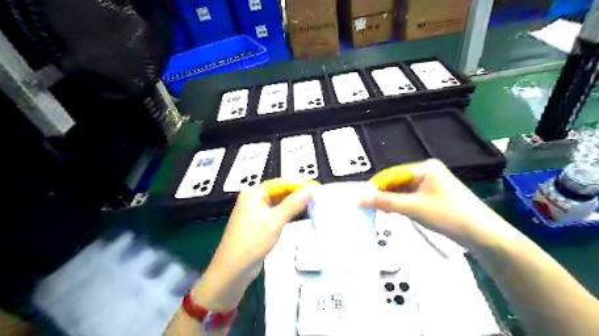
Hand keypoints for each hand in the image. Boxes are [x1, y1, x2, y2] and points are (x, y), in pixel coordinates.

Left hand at [194, 178, 317, 309]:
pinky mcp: (260, 222)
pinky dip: (288, 212)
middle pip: (280, 191)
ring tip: (314, 203)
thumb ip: (293, 203)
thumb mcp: (275, 221)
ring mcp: (256, 210)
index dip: (300, 185)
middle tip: (318, 196)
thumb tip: (311, 189)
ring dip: (294, 203)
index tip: (317, 188)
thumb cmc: (252, 242)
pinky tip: (302, 212)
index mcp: (254, 192)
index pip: (281, 183)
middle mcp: (254, 198)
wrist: (233, 270)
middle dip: (298, 194)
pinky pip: (277, 212)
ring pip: (280, 202)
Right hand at [359, 159, 509, 247]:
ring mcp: (432, 184)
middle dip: (384, 194)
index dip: (377, 186)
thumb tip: (360, 198)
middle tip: (369, 208)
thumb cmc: (449, 216)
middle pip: (397, 181)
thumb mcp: (414, 208)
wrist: (484, 235)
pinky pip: (411, 197)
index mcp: (425, 168)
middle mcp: (428, 172)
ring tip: (380, 212)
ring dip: (391, 200)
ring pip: (403, 190)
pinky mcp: (434, 196)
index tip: (362, 199)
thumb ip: (386, 202)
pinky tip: (394, 212)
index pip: (393, 174)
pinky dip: (402, 204)